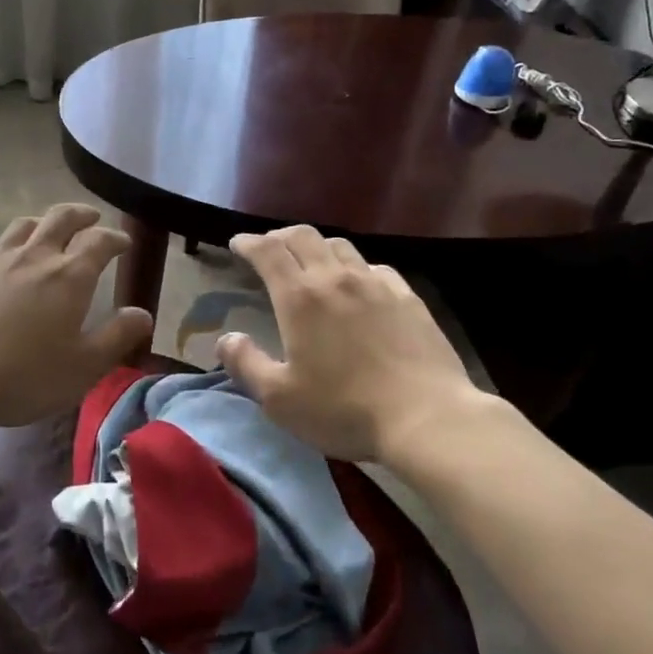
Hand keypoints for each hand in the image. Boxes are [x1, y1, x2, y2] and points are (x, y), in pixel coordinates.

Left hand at [0, 204, 153, 431]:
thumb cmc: (21, 377)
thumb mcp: (82, 368)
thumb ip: (117, 337)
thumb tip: (142, 314)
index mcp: (69, 276)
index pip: (99, 241)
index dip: (115, 238)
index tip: (123, 242)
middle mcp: (33, 257)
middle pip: (60, 218)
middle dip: (80, 214)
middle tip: (90, 217)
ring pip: (22, 227)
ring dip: (41, 224)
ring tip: (46, 232)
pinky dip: (3, 250)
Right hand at [217, 225, 500, 463]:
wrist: (426, 416)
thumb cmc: (344, 410)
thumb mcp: (280, 400)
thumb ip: (246, 364)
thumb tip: (226, 338)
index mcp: (300, 297)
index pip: (268, 252)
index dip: (249, 242)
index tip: (237, 244)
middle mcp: (336, 278)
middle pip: (303, 236)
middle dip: (279, 236)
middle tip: (268, 248)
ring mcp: (376, 284)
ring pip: (340, 246)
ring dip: (317, 246)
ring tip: (310, 261)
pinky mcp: (407, 297)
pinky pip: (374, 267)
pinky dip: (354, 267)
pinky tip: (359, 283)